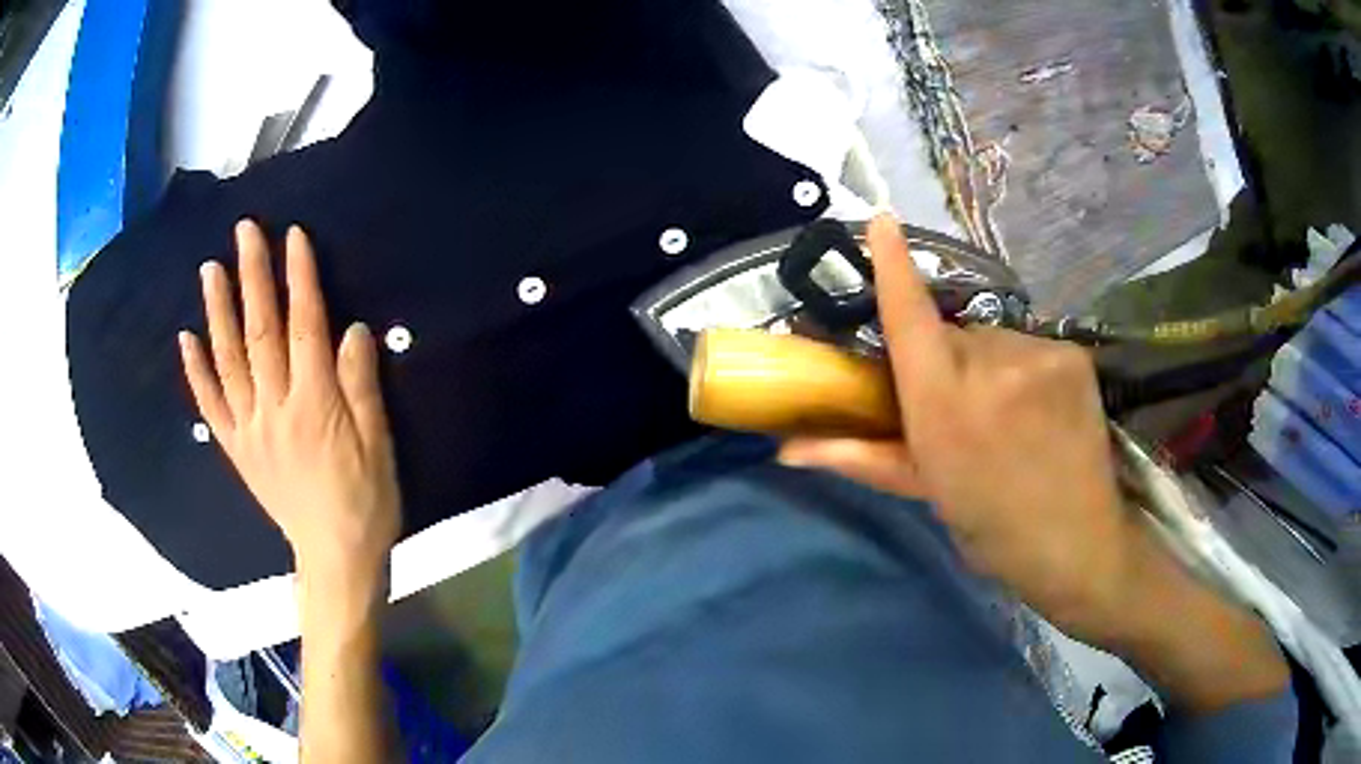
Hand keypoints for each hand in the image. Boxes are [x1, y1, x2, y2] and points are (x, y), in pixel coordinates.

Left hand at [178, 221, 400, 595]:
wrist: (334, 557)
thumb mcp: (379, 445)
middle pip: (260, 331)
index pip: (304, 326)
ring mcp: (249, 429)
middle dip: (252, 275)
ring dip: (217, 311)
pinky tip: (186, 340)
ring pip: (229, 360)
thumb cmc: (366, 500)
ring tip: (210, 269)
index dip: (298, 277)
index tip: (292, 236)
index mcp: (315, 404)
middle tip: (243, 231)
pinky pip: (211, 407)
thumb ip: (361, 386)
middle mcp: (275, 408)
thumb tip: (352, 328)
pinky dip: (196, 372)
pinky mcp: (237, 449)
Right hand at [783, 216, 1139, 640]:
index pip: (909, 316)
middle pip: (952, 333)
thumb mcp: (925, 489)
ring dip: (991, 365)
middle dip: (949, 358)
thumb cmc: (990, 524)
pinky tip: (1041, 409)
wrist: (1077, 542)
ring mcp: (1037, 353)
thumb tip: (787, 449)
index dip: (892, 264)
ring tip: (1010, 415)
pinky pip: (1031, 346)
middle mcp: (988, 365)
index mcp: (942, 404)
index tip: (879, 220)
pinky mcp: (1072, 353)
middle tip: (964, 406)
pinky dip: (1026, 369)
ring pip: (994, 340)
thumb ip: (858, 455)